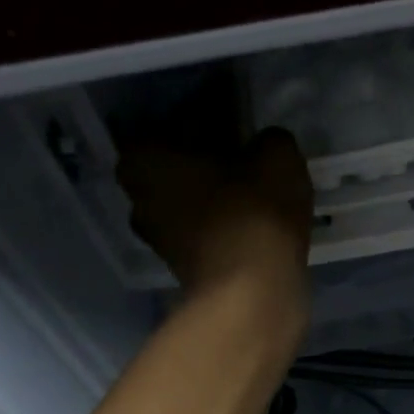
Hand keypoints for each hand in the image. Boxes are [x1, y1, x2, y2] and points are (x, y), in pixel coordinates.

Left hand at [116, 126, 313, 314]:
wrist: (254, 294)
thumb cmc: (253, 213)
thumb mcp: (276, 157)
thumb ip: (268, 140)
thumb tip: (265, 144)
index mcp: (143, 158)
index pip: (167, 122)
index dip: (203, 119)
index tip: (233, 122)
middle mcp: (137, 196)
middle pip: (173, 166)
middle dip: (204, 161)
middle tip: (244, 155)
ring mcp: (158, 238)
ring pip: (187, 201)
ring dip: (214, 196)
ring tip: (254, 189)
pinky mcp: (183, 268)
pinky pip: (203, 232)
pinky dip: (223, 225)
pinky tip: (254, 220)